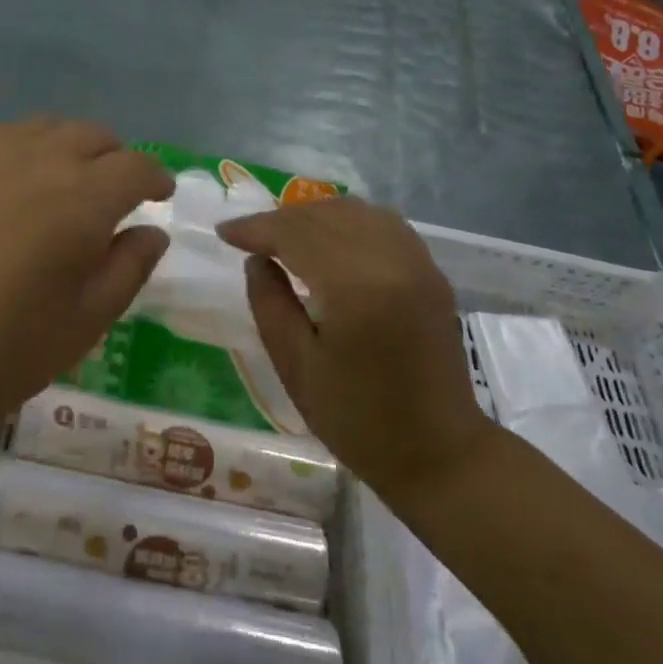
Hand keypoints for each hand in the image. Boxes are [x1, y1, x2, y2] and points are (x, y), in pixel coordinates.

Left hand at [0, 119, 173, 455]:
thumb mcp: (84, 324)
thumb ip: (129, 268)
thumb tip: (151, 232)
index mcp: (80, 198)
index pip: (136, 166)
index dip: (155, 178)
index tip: (158, 196)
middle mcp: (34, 158)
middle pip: (90, 134)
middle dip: (112, 159)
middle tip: (110, 194)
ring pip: (40, 128)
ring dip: (63, 150)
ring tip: (55, 187)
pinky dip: (13, 154)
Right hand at [218, 198, 492, 498]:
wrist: (439, 453)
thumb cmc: (357, 420)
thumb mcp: (296, 367)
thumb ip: (269, 303)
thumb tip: (257, 259)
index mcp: (356, 287)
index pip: (296, 234)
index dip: (255, 228)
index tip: (223, 234)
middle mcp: (392, 260)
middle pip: (325, 215)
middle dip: (280, 219)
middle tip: (247, 237)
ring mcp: (418, 261)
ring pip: (356, 211)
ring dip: (313, 215)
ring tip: (283, 236)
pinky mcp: (430, 270)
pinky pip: (383, 223)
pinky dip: (348, 221)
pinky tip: (328, 240)